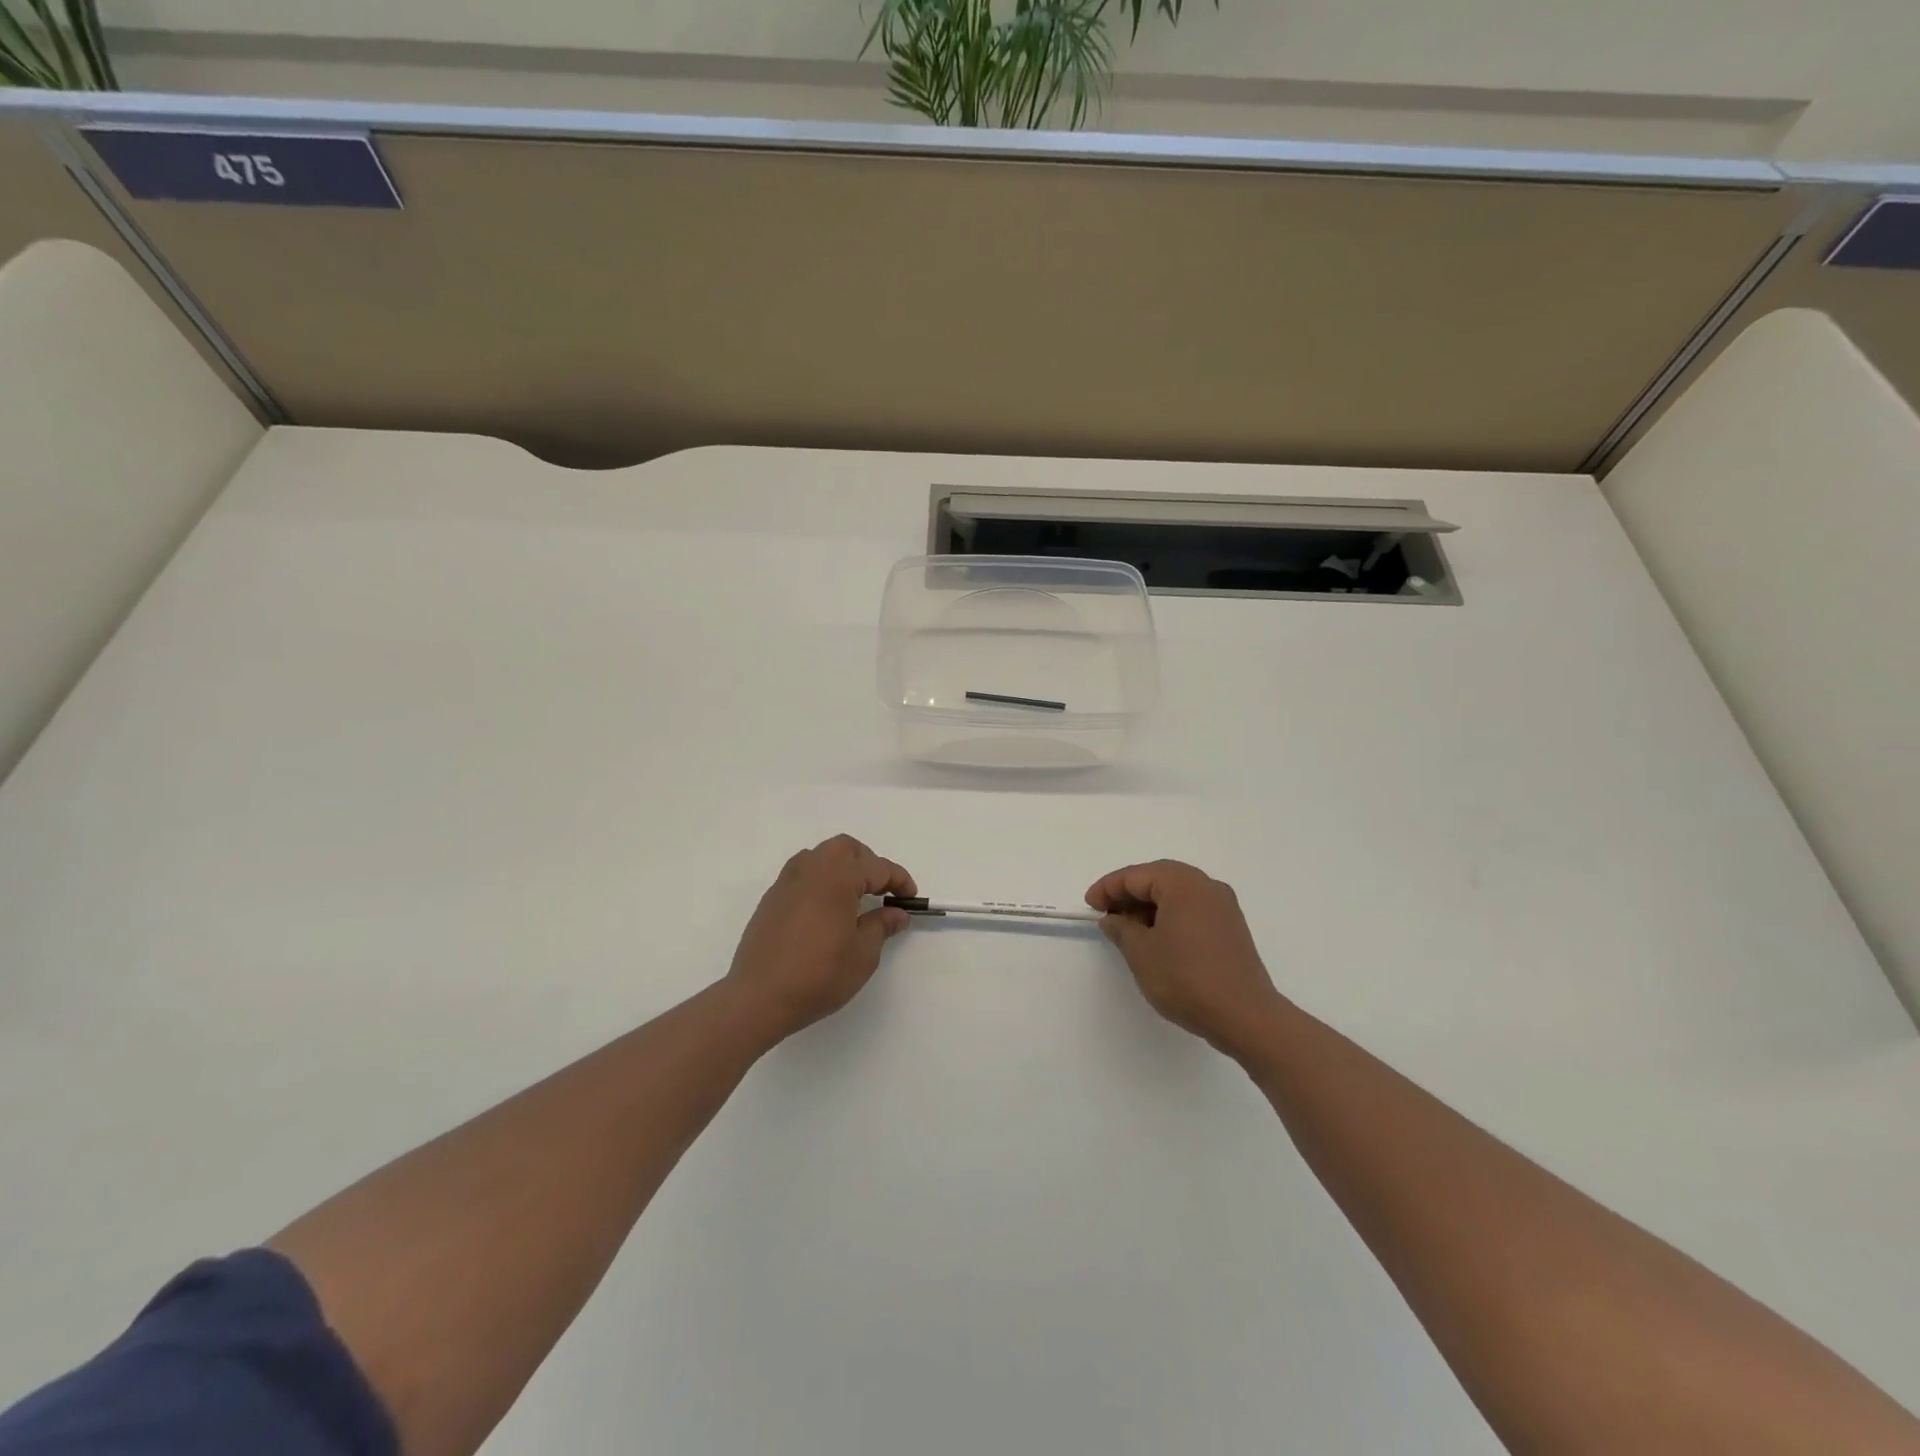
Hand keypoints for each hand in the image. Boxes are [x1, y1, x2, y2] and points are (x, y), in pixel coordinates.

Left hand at [726, 835, 915, 1041]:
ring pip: (820, 856)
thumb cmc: (819, 975)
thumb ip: (881, 926)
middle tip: (882, 890)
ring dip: (842, 867)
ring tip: (853, 896)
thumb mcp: (863, 954)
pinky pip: (802, 874)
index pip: (877, 867)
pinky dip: (820, 880)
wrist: (759, 997)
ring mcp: (786, 882)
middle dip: (868, 863)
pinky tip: (826, 909)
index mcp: (837, 877)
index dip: (899, 880)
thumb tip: (897, 913)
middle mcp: (810, 870)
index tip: (910, 897)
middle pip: (845, 849)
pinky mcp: (772, 899)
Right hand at [1086, 860, 1284, 1055]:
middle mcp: (1206, 886)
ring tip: (1127, 931)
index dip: (1108, 888)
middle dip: (1129, 895)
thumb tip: (1113, 919)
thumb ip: (1121, 929)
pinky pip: (1192, 910)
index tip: (1089, 905)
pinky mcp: (1231, 929)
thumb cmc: (1186, 978)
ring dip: (1149, 907)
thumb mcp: (1141, 953)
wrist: (1246, 1016)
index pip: (1136, 875)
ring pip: (1176, 895)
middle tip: (1106, 915)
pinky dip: (1169, 917)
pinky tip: (1156, 940)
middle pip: (1158, 879)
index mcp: (1183, 883)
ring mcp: (1223, 907)